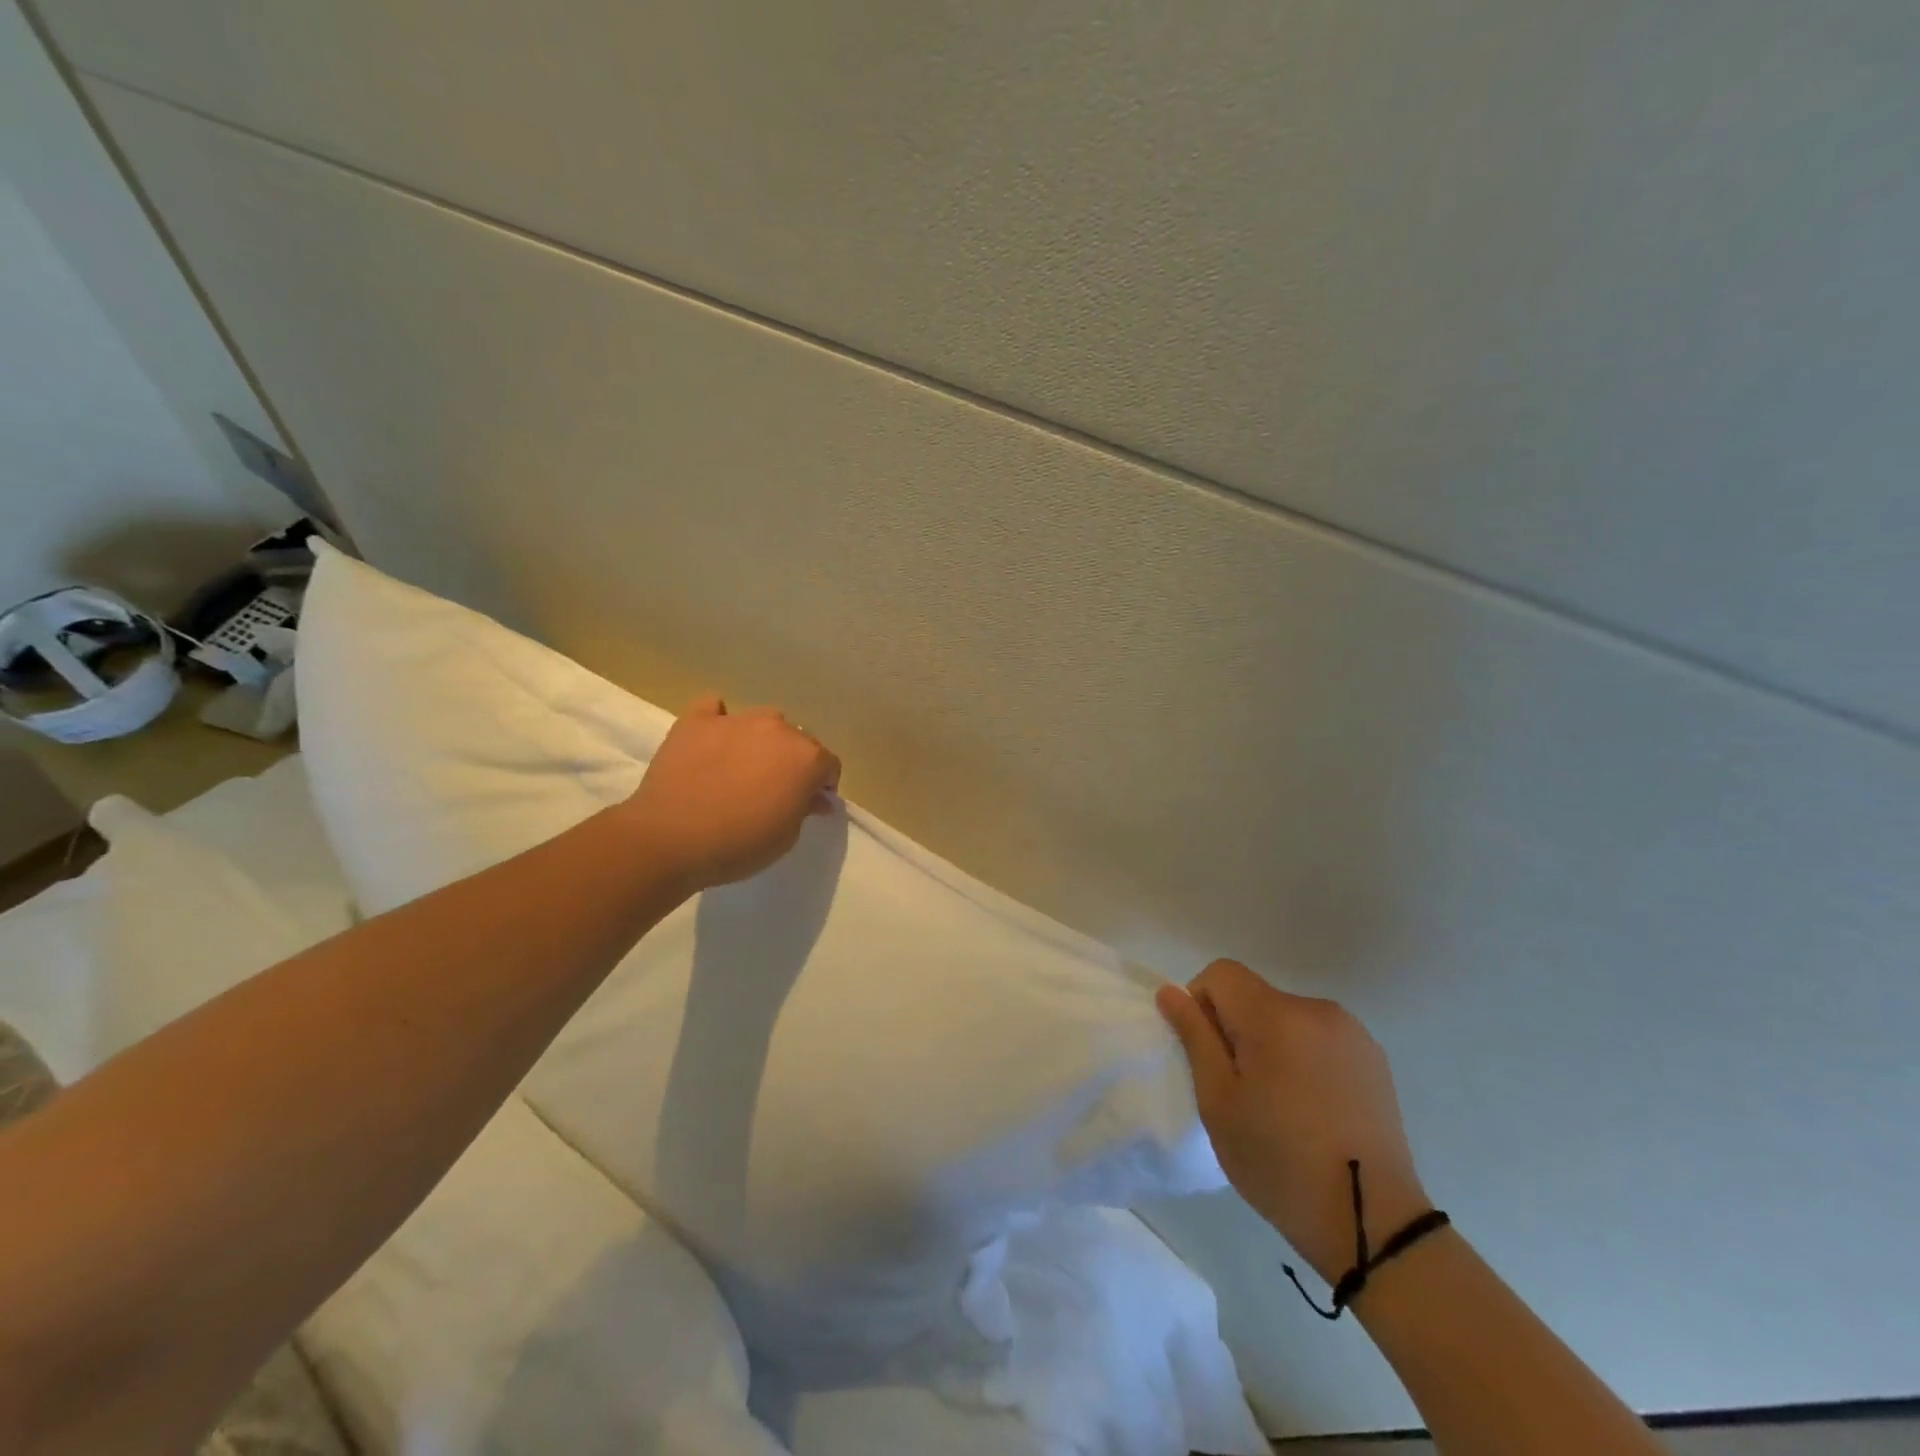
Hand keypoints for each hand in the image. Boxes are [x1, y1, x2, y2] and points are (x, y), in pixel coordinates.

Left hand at [622, 694, 840, 892]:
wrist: (671, 839)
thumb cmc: (740, 844)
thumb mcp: (786, 837)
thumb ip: (805, 809)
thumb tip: (815, 797)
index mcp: (806, 757)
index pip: (829, 764)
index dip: (823, 784)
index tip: (810, 803)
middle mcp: (777, 729)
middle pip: (798, 738)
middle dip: (794, 760)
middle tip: (776, 788)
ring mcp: (736, 720)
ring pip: (762, 720)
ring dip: (762, 739)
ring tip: (744, 765)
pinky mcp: (696, 721)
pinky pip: (714, 708)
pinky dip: (718, 719)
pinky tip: (713, 739)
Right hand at [1157, 960, 1429, 1284]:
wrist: (1372, 1222)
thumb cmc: (1279, 1161)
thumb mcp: (1218, 1101)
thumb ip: (1194, 1036)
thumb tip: (1171, 992)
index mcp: (1275, 1015)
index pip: (1221, 973)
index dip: (1201, 1003)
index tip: (1208, 1055)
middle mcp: (1316, 1009)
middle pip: (1254, 995)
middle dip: (1237, 1028)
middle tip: (1240, 1089)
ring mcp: (1351, 1033)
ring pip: (1286, 1017)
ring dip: (1271, 1042)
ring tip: (1280, 1103)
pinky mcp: (1374, 1059)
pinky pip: (1318, 1037)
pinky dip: (1303, 1056)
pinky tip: (1314, 1108)